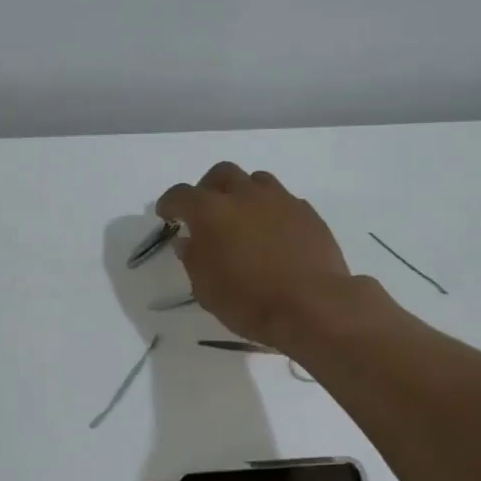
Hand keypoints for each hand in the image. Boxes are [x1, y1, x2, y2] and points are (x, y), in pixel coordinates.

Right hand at [156, 162, 352, 347]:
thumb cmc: (249, 302)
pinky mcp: (307, 212)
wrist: (313, 306)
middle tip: (206, 210)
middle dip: (208, 188)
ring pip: (255, 181)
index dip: (170, 203)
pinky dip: (270, 210)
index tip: (167, 215)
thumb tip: (188, 240)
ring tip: (242, 217)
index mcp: (211, 211)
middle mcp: (244, 195)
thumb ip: (193, 258)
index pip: (181, 195)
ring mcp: (280, 200)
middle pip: (221, 173)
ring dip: (243, 193)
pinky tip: (272, 233)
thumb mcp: (206, 289)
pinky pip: (282, 200)